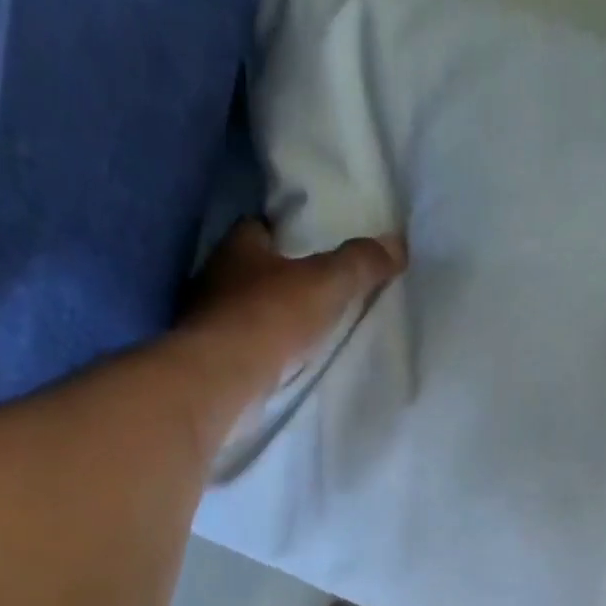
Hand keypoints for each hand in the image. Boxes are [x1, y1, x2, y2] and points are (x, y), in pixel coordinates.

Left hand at [181, 219, 406, 397]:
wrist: (225, 378)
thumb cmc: (272, 316)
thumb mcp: (328, 283)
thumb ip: (360, 264)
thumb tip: (397, 244)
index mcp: (238, 247)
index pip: (258, 227)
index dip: (283, 234)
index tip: (308, 245)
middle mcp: (216, 278)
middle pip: (250, 270)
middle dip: (276, 278)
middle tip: (310, 290)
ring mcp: (208, 320)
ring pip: (242, 309)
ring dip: (264, 316)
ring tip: (299, 329)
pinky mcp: (209, 358)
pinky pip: (239, 346)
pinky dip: (256, 350)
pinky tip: (278, 360)